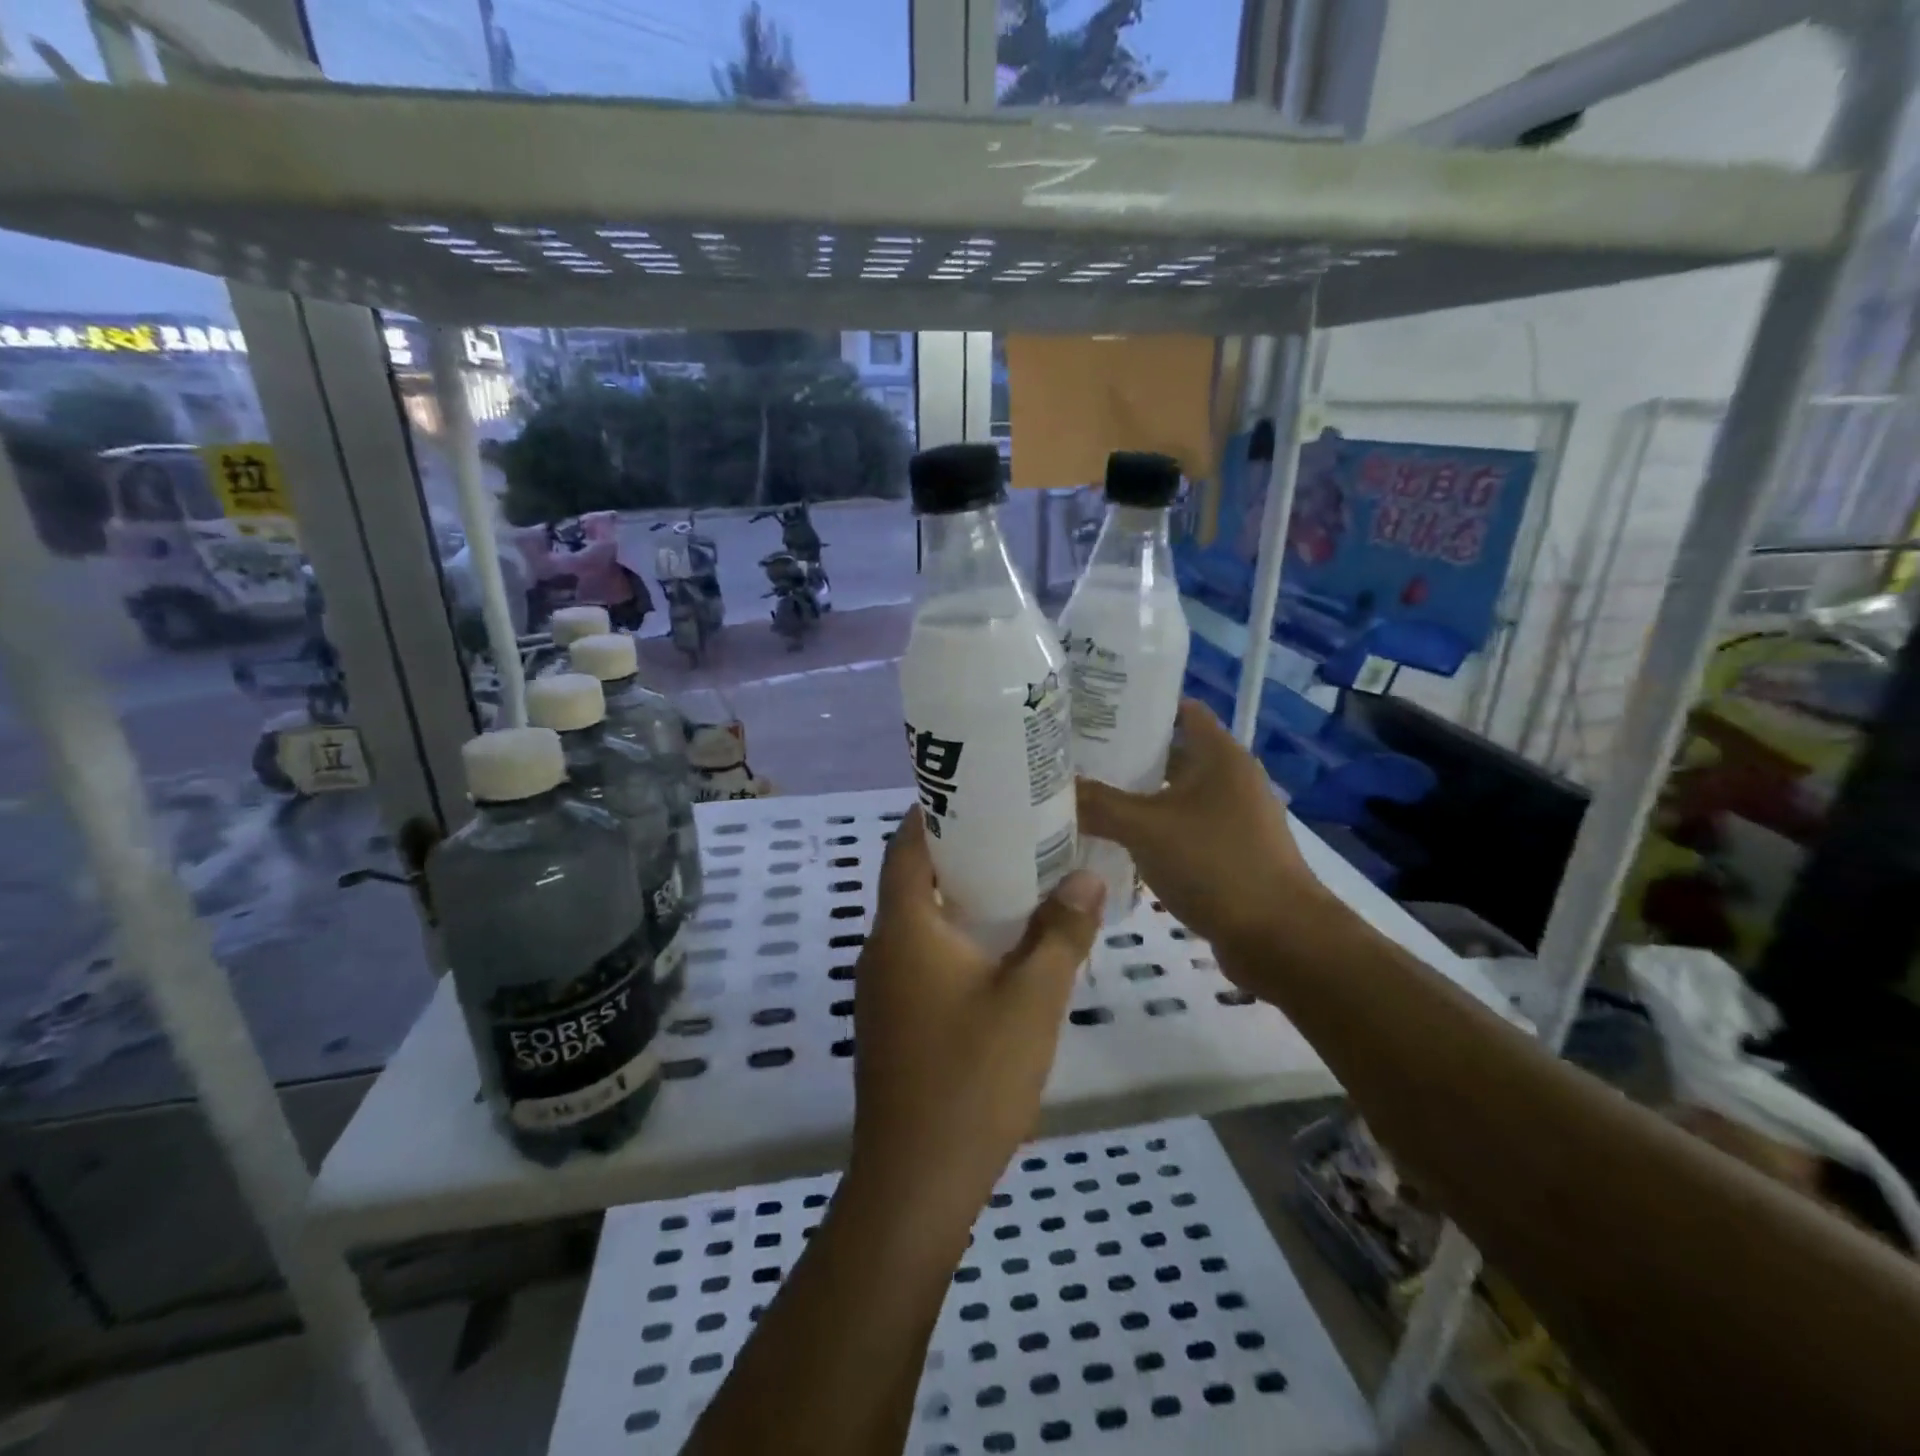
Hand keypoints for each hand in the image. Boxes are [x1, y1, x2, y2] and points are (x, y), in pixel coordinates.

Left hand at [848, 808, 1103, 1227]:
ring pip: (916, 922)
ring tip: (1013, 885)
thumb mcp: (1031, 1000)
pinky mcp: (890, 1022)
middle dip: (955, 854)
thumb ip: (1061, 933)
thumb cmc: (971, 1077)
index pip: (904, 847)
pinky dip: (951, 938)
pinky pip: (918, 957)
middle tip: (1011, 835)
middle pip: (910, 880)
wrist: (916, 1182)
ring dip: (956, 899)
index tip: (975, 794)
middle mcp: (881, 949)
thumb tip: (1088, 877)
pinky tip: (996, 953)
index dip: (931, 814)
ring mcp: (880, 990)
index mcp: (904, 928)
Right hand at [1077, 698, 1328, 960]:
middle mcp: (1230, 779)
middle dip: (1127, 754)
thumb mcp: (1146, 829)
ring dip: (1137, 796)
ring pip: (1174, 795)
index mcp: (1219, 756)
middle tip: (1077, 756)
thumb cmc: (1215, 864)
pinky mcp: (1229, 853)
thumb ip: (1098, 804)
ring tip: (1087, 796)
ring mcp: (1233, 818)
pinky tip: (1117, 841)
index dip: (1140, 704)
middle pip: (1173, 753)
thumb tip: (1055, 786)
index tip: (1096, 709)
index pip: (1180, 709)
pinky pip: (1182, 829)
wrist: (1279, 938)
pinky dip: (1153, 830)